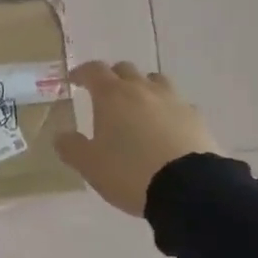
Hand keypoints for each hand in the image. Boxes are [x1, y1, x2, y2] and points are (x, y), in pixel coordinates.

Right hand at [55, 61, 220, 217]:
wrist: (188, 188)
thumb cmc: (129, 171)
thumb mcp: (89, 165)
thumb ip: (71, 147)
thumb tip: (61, 135)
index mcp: (112, 96)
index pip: (93, 70)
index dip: (81, 73)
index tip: (74, 81)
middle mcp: (142, 90)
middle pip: (125, 69)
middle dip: (112, 77)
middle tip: (104, 95)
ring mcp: (173, 101)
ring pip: (155, 81)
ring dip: (142, 87)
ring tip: (137, 107)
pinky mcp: (196, 117)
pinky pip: (178, 104)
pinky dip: (167, 109)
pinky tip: (166, 127)